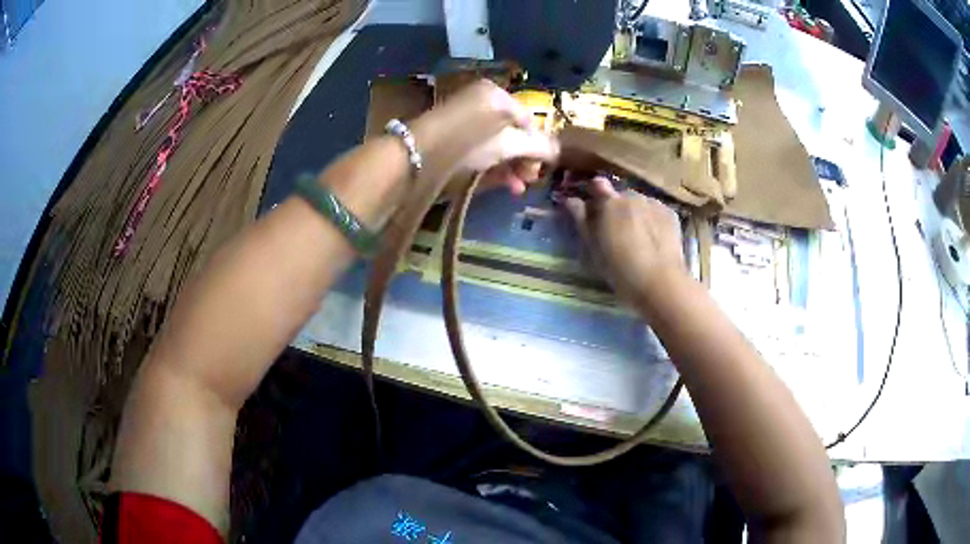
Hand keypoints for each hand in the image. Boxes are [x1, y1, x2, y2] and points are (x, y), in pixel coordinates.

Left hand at [412, 79, 558, 194]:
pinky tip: (505, 184)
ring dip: (513, 166)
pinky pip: (482, 149)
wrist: (419, 156)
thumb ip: (536, 146)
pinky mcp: (453, 139)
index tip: (543, 167)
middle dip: (525, 158)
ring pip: (498, 143)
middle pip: (513, 132)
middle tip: (531, 179)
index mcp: (496, 95)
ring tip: (520, 187)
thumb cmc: (470, 142)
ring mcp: (466, 121)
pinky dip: (494, 165)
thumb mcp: (508, 144)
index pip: (528, 120)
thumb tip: (559, 150)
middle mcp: (482, 103)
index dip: (539, 144)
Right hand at [564, 176, 686, 303]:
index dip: (593, 193)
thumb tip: (571, 200)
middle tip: (616, 231)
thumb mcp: (594, 249)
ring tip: (638, 237)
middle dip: (616, 207)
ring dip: (635, 213)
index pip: (597, 185)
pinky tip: (654, 238)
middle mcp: (632, 196)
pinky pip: (656, 211)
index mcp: (610, 203)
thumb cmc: (621, 271)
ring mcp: (654, 203)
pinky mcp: (671, 214)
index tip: (591, 207)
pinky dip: (652, 219)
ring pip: (639, 203)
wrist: (661, 283)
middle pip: (620, 196)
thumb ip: (582, 220)